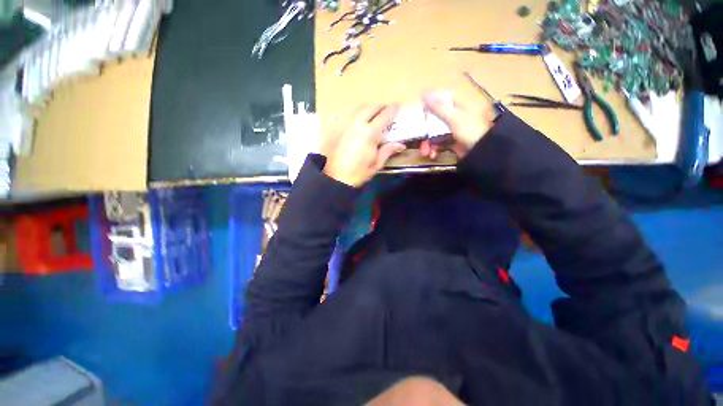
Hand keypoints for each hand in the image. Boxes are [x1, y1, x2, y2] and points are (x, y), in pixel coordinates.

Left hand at [322, 104, 405, 186]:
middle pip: (371, 107)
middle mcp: (357, 124)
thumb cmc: (359, 172)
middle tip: (385, 110)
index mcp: (369, 133)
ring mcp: (345, 124)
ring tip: (372, 113)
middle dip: (380, 106)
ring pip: (357, 108)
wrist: (336, 177)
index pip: (384, 116)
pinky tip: (357, 120)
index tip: (398, 105)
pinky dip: (356, 113)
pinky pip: (348, 114)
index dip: (393, 109)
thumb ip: (388, 150)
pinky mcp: (337, 128)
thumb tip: (401, 145)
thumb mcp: (376, 164)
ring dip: (367, 107)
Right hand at [420, 92, 494, 159]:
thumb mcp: (455, 117)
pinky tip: (433, 155)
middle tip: (420, 137)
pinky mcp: (453, 143)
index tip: (420, 109)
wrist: (483, 152)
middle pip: (436, 119)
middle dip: (426, 131)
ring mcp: (455, 130)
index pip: (443, 99)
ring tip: (425, 152)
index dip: (431, 103)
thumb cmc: (471, 130)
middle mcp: (457, 116)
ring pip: (436, 133)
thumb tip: (424, 93)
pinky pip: (440, 143)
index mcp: (460, 105)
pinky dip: (435, 149)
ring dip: (429, 143)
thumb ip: (438, 107)